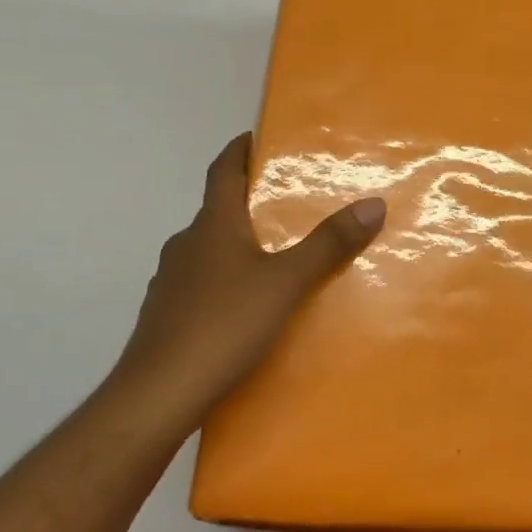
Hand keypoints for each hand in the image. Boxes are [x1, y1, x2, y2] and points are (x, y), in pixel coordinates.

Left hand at [110, 134, 384, 442]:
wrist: (158, 394)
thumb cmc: (224, 324)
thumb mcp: (287, 282)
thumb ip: (329, 244)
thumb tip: (373, 203)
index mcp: (212, 225)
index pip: (222, 170)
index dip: (239, 150)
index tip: (257, 137)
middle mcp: (186, 244)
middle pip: (218, 210)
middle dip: (248, 203)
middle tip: (287, 205)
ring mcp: (170, 281)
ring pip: (209, 250)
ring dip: (237, 245)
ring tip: (274, 258)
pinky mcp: (165, 316)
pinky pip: (201, 284)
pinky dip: (224, 281)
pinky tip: (246, 307)